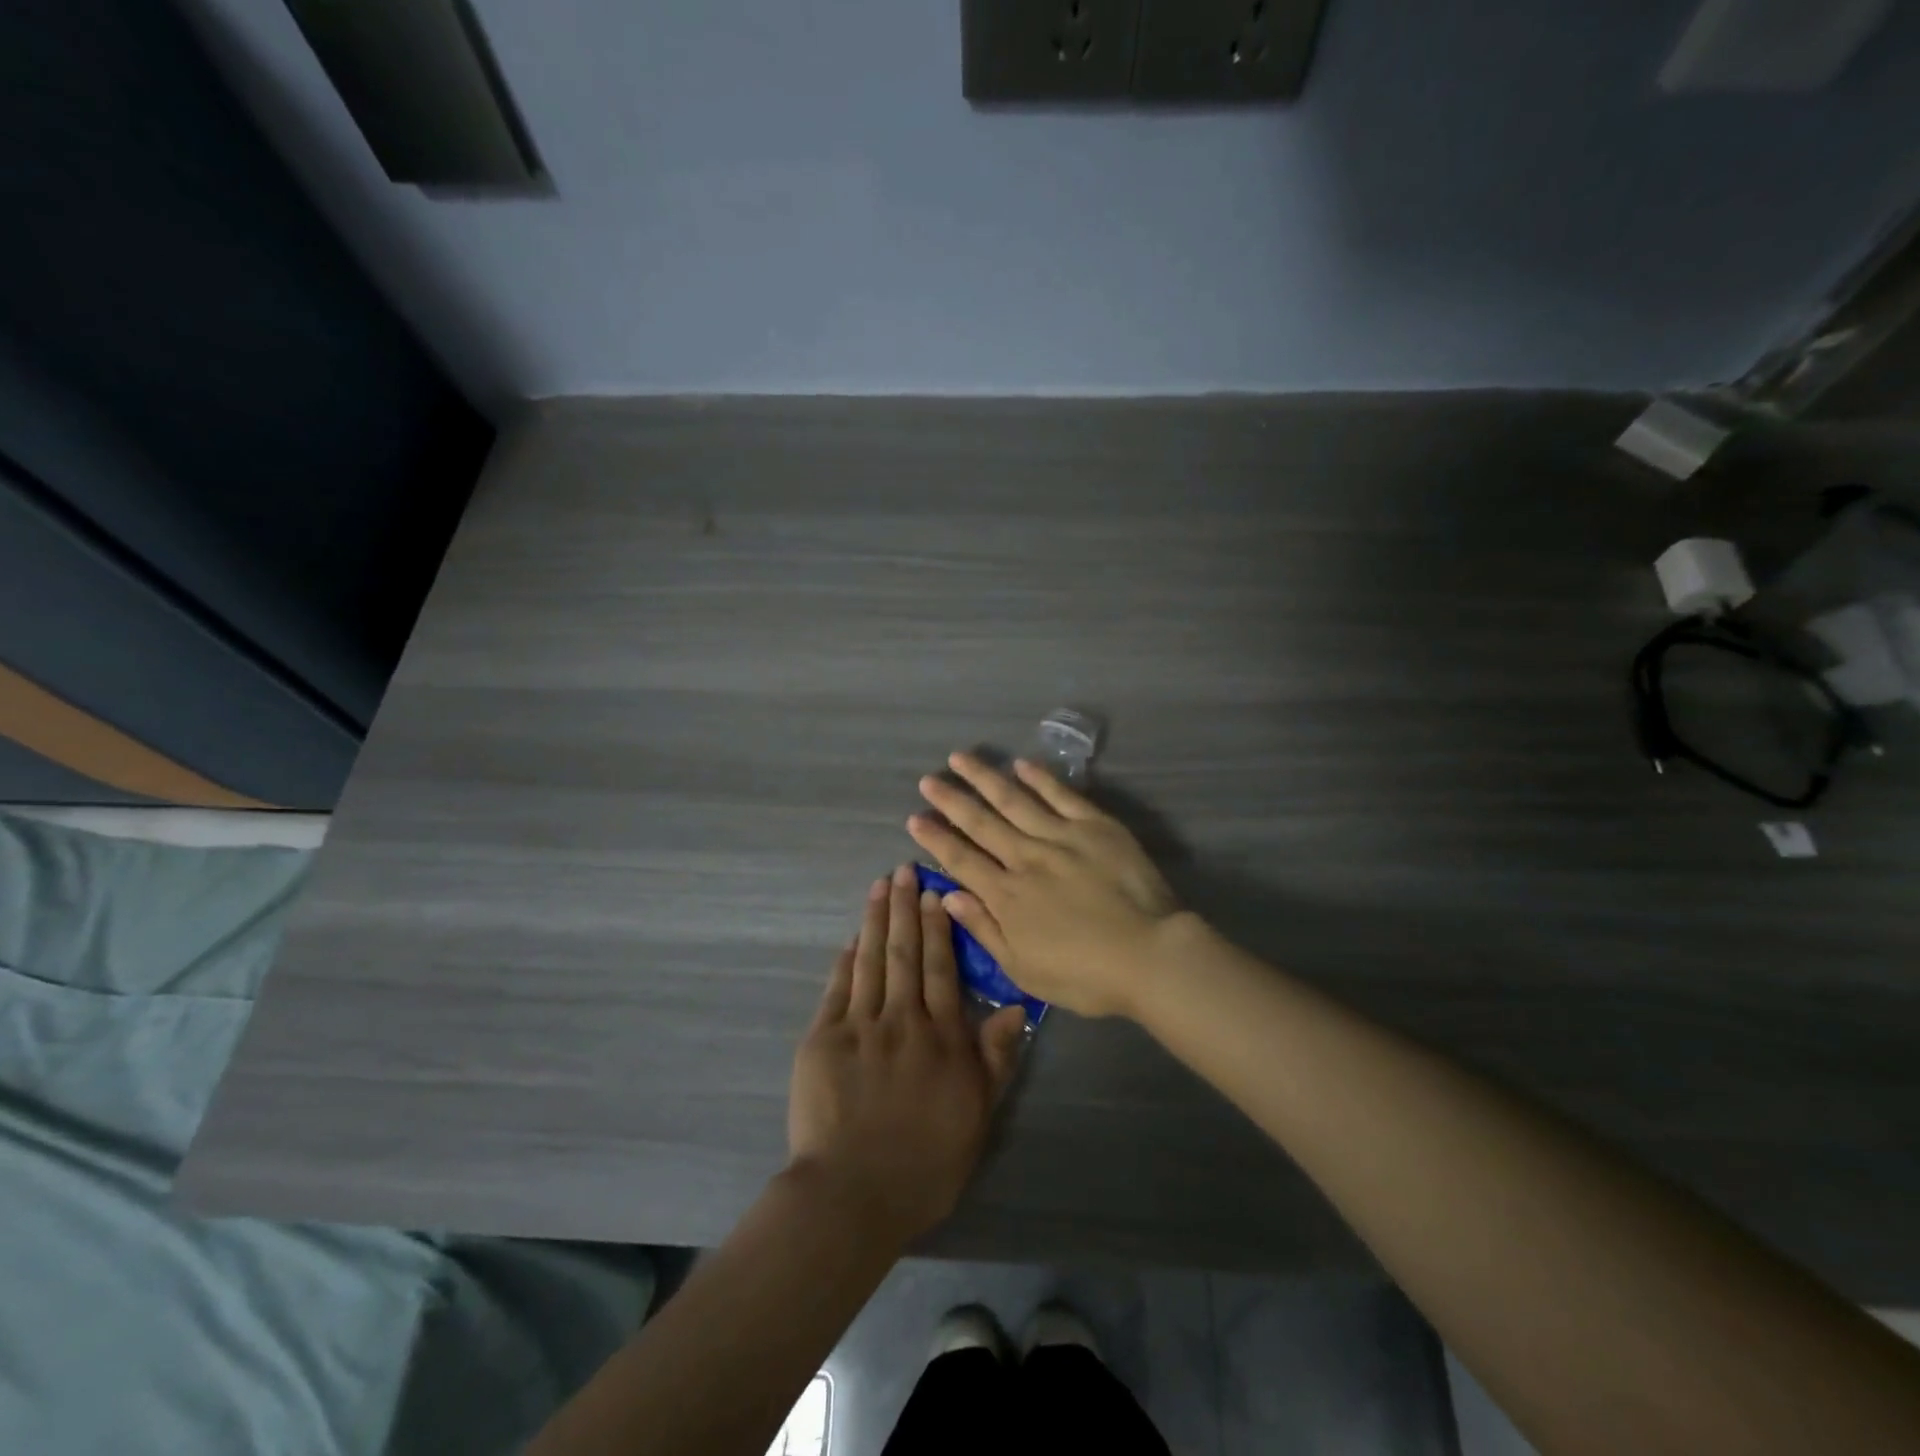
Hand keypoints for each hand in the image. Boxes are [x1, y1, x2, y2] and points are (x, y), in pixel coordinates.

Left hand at [787, 864, 1027, 1244]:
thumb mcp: (977, 1115)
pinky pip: (837, 988)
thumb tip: (1016, 1007)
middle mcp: (902, 1019)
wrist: (853, 1195)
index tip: (935, 893)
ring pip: (871, 960)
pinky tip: (852, 938)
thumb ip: (995, 1058)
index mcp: (941, 1036)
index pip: (942, 968)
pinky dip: (846, 960)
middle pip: (906, 952)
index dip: (939, 927)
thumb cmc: (925, 1163)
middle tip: (904, 870)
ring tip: (879, 886)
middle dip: (905, 908)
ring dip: (876, 920)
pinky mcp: (823, 1038)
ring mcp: (859, 1025)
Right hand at [906, 753, 1181, 1018]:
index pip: (961, 860)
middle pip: (981, 823)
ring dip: (985, 778)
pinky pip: (1062, 795)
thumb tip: (948, 895)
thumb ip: (984, 929)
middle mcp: (1026, 857)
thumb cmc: (1085, 975)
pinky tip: (1022, 763)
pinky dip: (1040, 778)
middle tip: (928, 780)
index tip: (915, 818)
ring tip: (961, 758)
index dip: (935, 838)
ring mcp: (1061, 836)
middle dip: (951, 800)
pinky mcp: (1095, 826)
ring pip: (1014, 799)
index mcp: (1007, 895)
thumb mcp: (1023, 969)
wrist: (1150, 955)